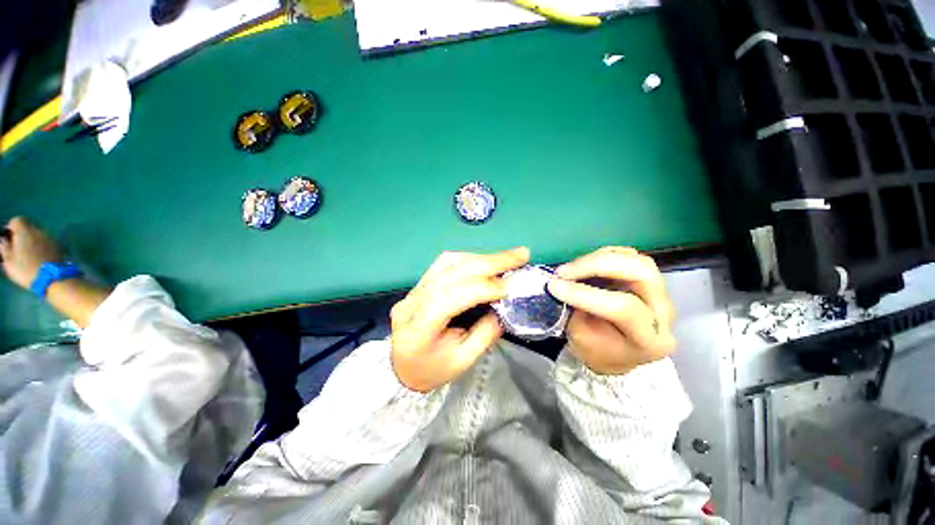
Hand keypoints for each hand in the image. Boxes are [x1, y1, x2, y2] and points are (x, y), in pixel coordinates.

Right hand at [0, 217, 62, 289]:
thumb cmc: (26, 269)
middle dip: (22, 235)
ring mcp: (50, 237)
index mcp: (25, 231)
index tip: (8, 238)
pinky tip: (39, 257)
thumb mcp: (9, 261)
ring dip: (32, 241)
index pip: (17, 220)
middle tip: (17, 248)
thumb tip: (3, 240)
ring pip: (38, 234)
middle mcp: (38, 230)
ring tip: (28, 254)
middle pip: (28, 227)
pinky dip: (41, 246)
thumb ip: (4, 248)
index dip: (11, 227)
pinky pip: (46, 242)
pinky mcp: (58, 246)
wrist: (52, 277)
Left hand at [390, 247, 529, 391]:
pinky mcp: (418, 283)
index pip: (449, 298)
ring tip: (507, 257)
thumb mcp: (462, 361)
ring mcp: (412, 290)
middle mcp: (411, 303)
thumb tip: (505, 305)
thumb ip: (485, 333)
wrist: (403, 367)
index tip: (509, 287)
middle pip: (450, 273)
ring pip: (447, 263)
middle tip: (520, 255)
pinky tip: (486, 260)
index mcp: (418, 330)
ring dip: (480, 258)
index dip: (481, 288)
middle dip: (488, 262)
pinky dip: (469, 259)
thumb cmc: (434, 369)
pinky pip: (444, 264)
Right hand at [547, 247, 674, 375]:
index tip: (554, 286)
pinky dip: (603, 256)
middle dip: (597, 265)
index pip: (623, 308)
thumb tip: (561, 283)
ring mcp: (661, 293)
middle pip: (641, 273)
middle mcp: (664, 313)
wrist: (616, 354)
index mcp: (650, 340)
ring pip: (636, 260)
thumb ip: (575, 310)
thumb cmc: (596, 351)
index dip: (584, 294)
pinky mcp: (650, 280)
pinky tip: (585, 265)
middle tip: (564, 271)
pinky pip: (630, 256)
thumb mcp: (580, 338)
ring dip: (598, 259)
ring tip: (571, 269)